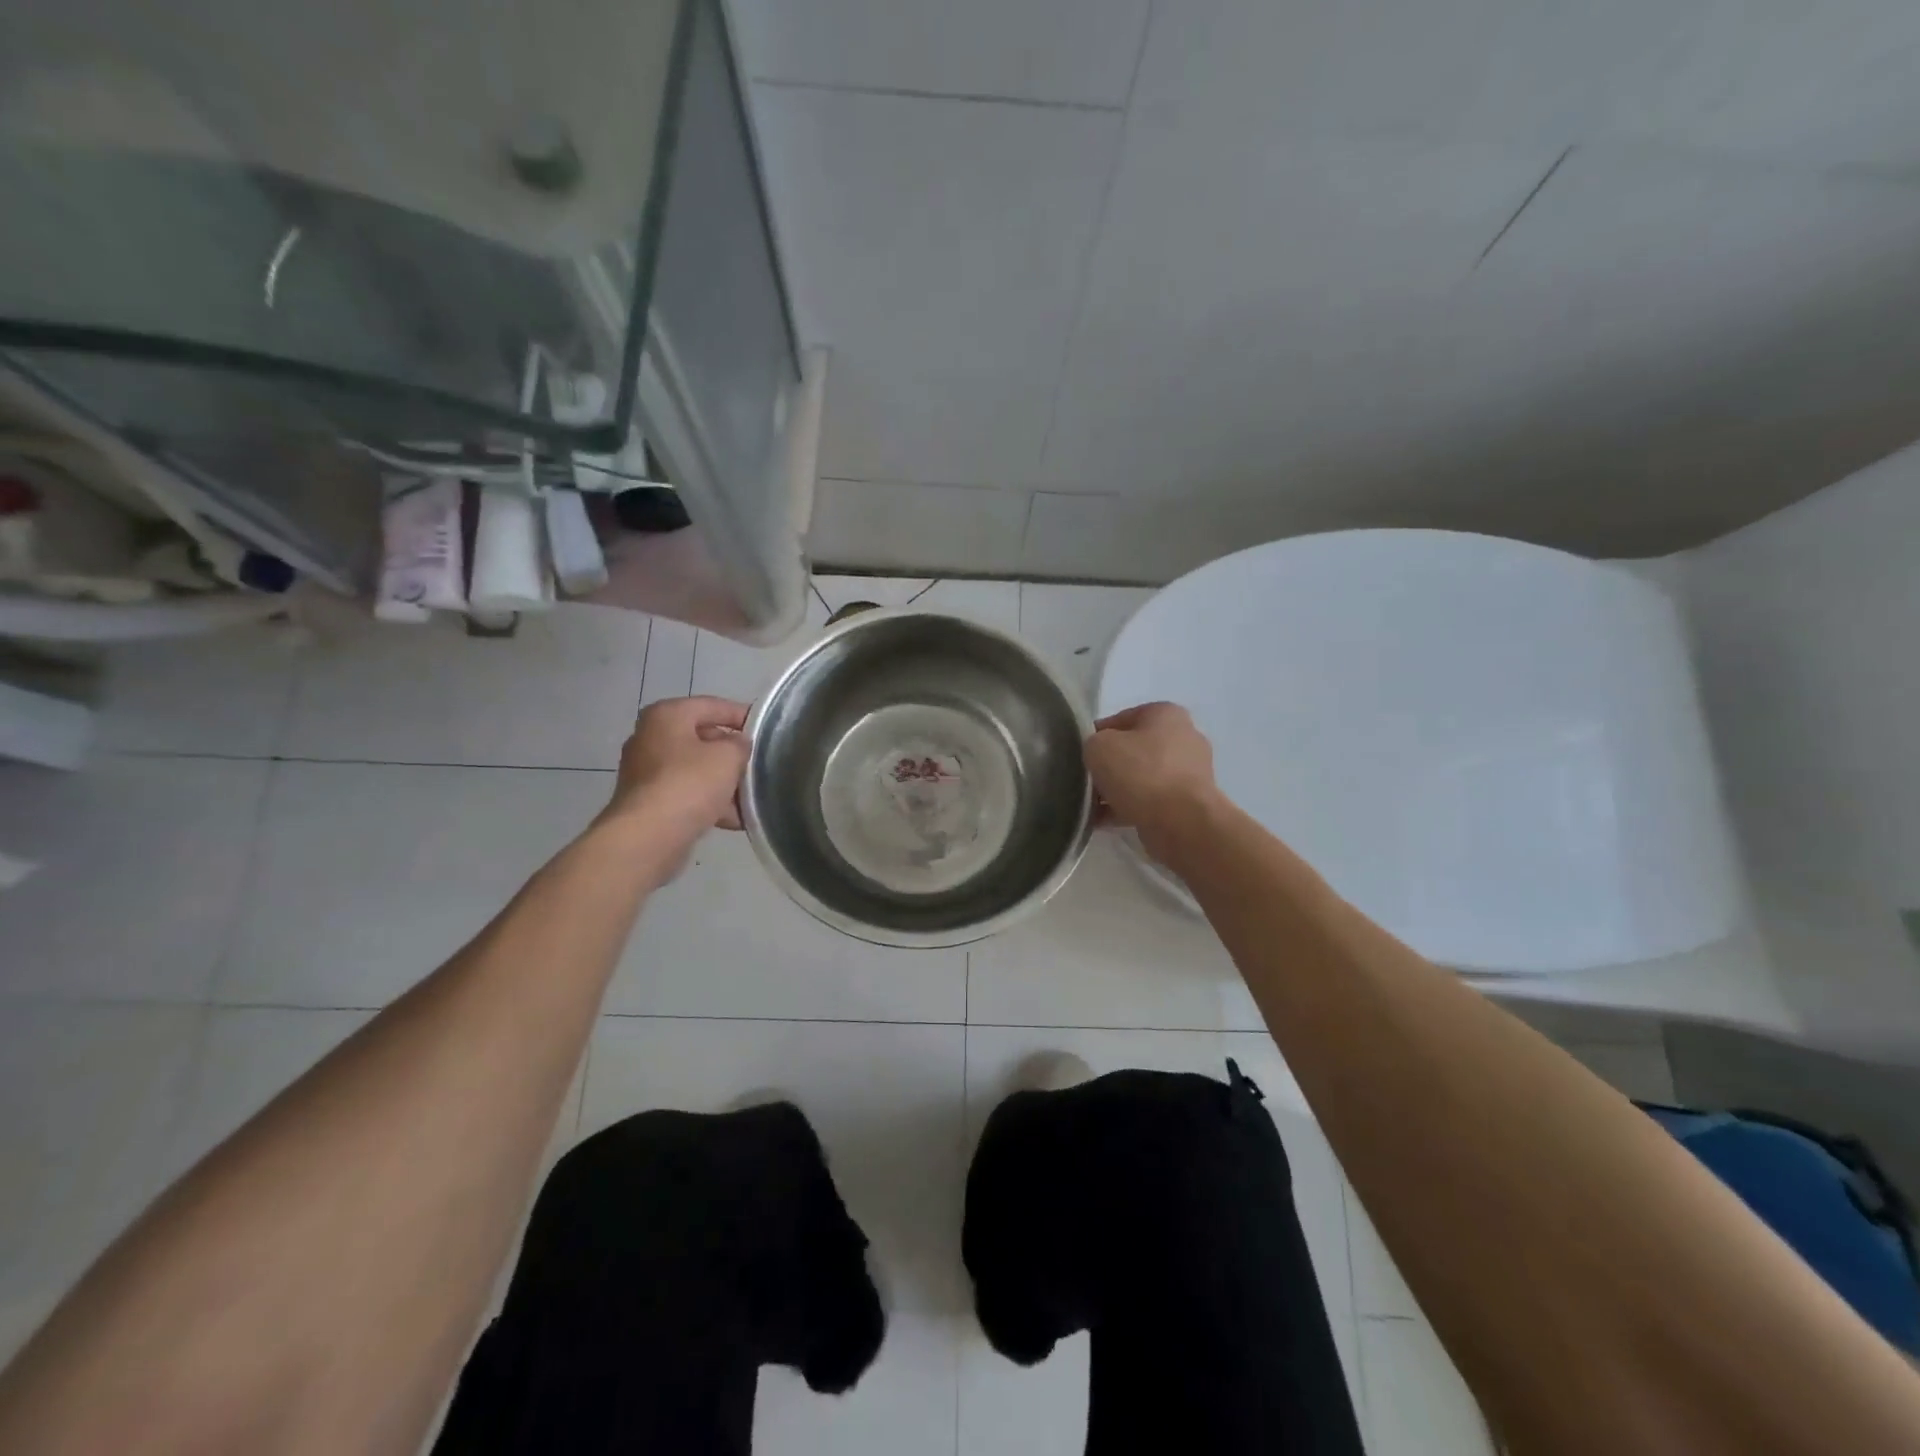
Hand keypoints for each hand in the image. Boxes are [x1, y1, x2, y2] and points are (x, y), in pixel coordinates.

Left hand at [603, 696, 750, 840]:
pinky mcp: (649, 802)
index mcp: (667, 715)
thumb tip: (738, 745)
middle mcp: (651, 738)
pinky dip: (710, 802)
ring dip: (724, 782)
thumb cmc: (689, 783)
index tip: (766, 729)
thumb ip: (740, 744)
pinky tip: (735, 818)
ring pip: (696, 770)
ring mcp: (646, 772)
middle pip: (703, 738)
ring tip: (752, 796)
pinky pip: (687, 794)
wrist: (648, 837)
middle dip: (733, 754)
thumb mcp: (728, 756)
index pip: (712, 705)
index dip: (742, 715)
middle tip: (760, 764)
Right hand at [1084, 702, 1220, 859]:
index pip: (1122, 718)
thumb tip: (1099, 755)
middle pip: (1134, 749)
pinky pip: (1150, 802)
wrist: (1181, 822)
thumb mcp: (1099, 747)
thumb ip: (1093, 743)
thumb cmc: (1140, 773)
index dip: (1097, 735)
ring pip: (1142, 778)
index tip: (1081, 754)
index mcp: (1167, 714)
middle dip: (1109, 765)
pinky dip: (1128, 809)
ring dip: (1117, 790)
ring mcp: (1190, 773)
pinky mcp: (1188, 804)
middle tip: (1087, 780)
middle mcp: (1184, 739)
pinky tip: (1102, 821)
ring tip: (1091, 806)